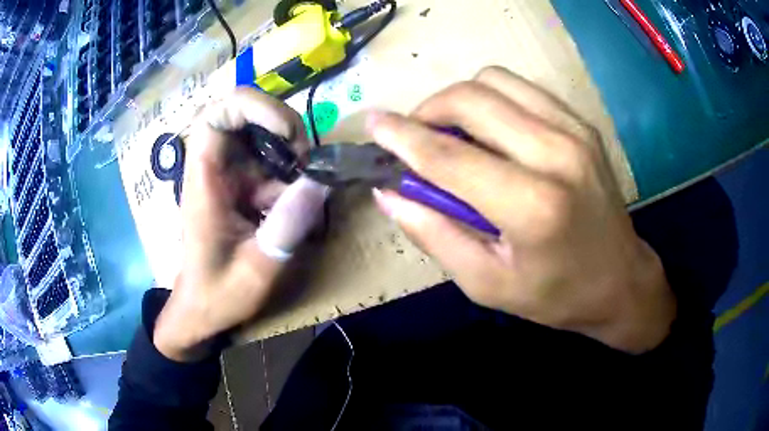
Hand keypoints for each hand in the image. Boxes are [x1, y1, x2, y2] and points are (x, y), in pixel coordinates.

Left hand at [153, 88, 327, 361]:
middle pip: (243, 113)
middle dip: (281, 124)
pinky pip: (269, 160)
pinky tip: (300, 199)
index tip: (287, 134)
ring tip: (308, 181)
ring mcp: (228, 174)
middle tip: (307, 159)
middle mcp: (214, 167)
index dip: (253, 106)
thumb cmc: (218, 294)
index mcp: (204, 179)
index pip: (216, 114)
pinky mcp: (240, 185)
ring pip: (260, 133)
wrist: (202, 309)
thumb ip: (287, 226)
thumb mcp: (257, 268)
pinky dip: (291, 171)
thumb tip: (323, 181)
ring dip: (290, 147)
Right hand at [370, 67, 674, 353]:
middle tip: (416, 139)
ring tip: (453, 133)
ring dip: (460, 100)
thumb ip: (433, 233)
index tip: (372, 124)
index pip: (449, 156)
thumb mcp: (486, 283)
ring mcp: (574, 131)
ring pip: (495, 81)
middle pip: (471, 98)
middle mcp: (556, 154)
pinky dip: (492, 100)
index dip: (401, 136)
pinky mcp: (581, 124)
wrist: (621, 281)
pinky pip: (522, 89)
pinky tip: (490, 130)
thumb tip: (388, 193)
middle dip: (428, 111)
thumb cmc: (555, 295)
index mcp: (532, 206)